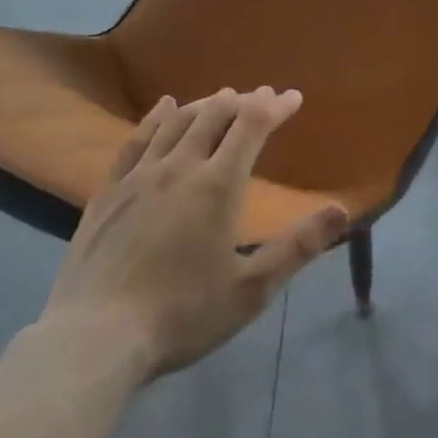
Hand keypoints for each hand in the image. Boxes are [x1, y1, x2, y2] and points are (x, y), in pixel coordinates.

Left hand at [40, 87, 349, 379]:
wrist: (94, 340)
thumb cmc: (181, 315)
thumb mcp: (251, 289)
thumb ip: (298, 247)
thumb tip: (343, 210)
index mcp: (218, 184)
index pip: (252, 125)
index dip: (275, 106)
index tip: (293, 97)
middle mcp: (180, 166)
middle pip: (215, 115)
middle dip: (244, 101)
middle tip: (262, 97)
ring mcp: (140, 175)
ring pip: (178, 121)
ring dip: (205, 104)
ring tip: (223, 99)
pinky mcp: (109, 191)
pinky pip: (136, 139)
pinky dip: (156, 117)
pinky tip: (164, 107)